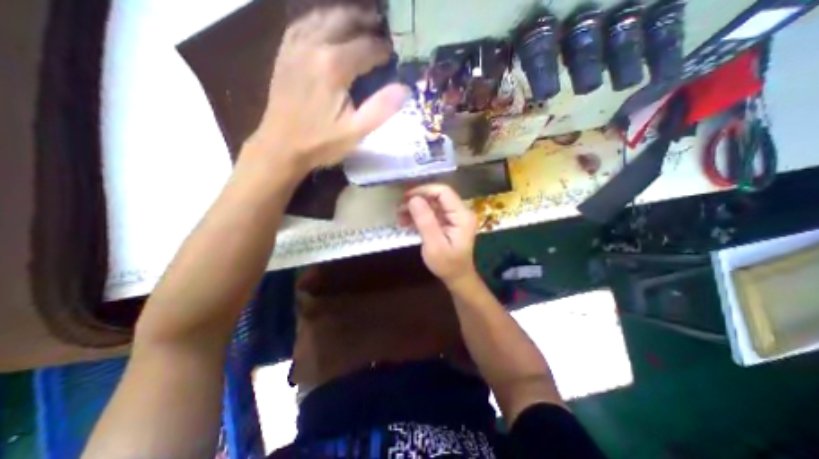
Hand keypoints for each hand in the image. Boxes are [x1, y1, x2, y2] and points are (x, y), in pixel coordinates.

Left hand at [243, 7, 408, 170]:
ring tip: (361, 23)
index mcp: (334, 66)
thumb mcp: (356, 132)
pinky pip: (302, 24)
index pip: (367, 47)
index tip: (395, 56)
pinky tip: (327, 27)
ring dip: (345, 17)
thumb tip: (404, 88)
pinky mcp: (285, 54)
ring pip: (323, 17)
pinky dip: (319, 21)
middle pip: (345, 20)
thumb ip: (381, 109)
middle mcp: (314, 46)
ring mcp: (295, 47)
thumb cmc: (321, 142)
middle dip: (367, 22)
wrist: (281, 146)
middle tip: (382, 28)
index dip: (384, 50)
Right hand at [399, 184, 481, 284]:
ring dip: (415, 208)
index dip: (424, 191)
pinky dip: (418, 215)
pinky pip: (431, 213)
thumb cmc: (447, 264)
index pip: (443, 192)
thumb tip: (413, 199)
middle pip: (437, 196)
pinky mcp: (447, 221)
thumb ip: (425, 221)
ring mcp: (454, 216)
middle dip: (417, 200)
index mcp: (462, 215)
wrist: (456, 277)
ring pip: (432, 204)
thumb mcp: (434, 245)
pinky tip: (406, 222)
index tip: (406, 198)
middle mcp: (460, 212)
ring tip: (400, 217)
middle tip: (399, 209)